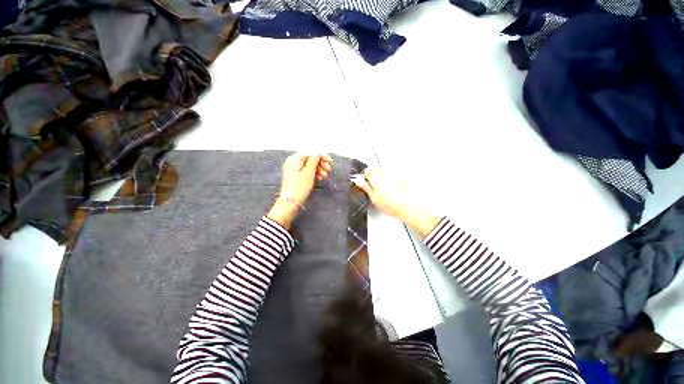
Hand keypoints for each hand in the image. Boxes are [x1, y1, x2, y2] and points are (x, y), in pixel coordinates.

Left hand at [268, 153, 332, 229]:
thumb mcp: (309, 172)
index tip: (330, 162)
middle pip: (309, 159)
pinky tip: (319, 178)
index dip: (322, 156)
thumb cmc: (300, 186)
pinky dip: (313, 174)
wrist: (290, 202)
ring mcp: (293, 170)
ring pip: (309, 166)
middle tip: (329, 170)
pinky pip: (306, 171)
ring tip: (325, 176)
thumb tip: (318, 152)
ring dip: (318, 169)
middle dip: (320, 164)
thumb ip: (314, 160)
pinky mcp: (295, 177)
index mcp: (295, 159)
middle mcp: (293, 162)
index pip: (310, 153)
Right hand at [352, 168, 440, 237]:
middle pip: (377, 170)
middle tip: (379, 189)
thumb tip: (358, 180)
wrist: (412, 207)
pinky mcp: (405, 173)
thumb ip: (365, 187)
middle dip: (376, 177)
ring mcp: (396, 171)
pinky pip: (396, 174)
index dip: (366, 178)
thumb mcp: (374, 198)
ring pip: (386, 172)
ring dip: (386, 178)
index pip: (367, 171)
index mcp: (376, 176)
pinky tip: (398, 188)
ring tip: (390, 190)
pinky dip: (395, 178)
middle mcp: (386, 171)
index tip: (368, 185)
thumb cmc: (393, 205)